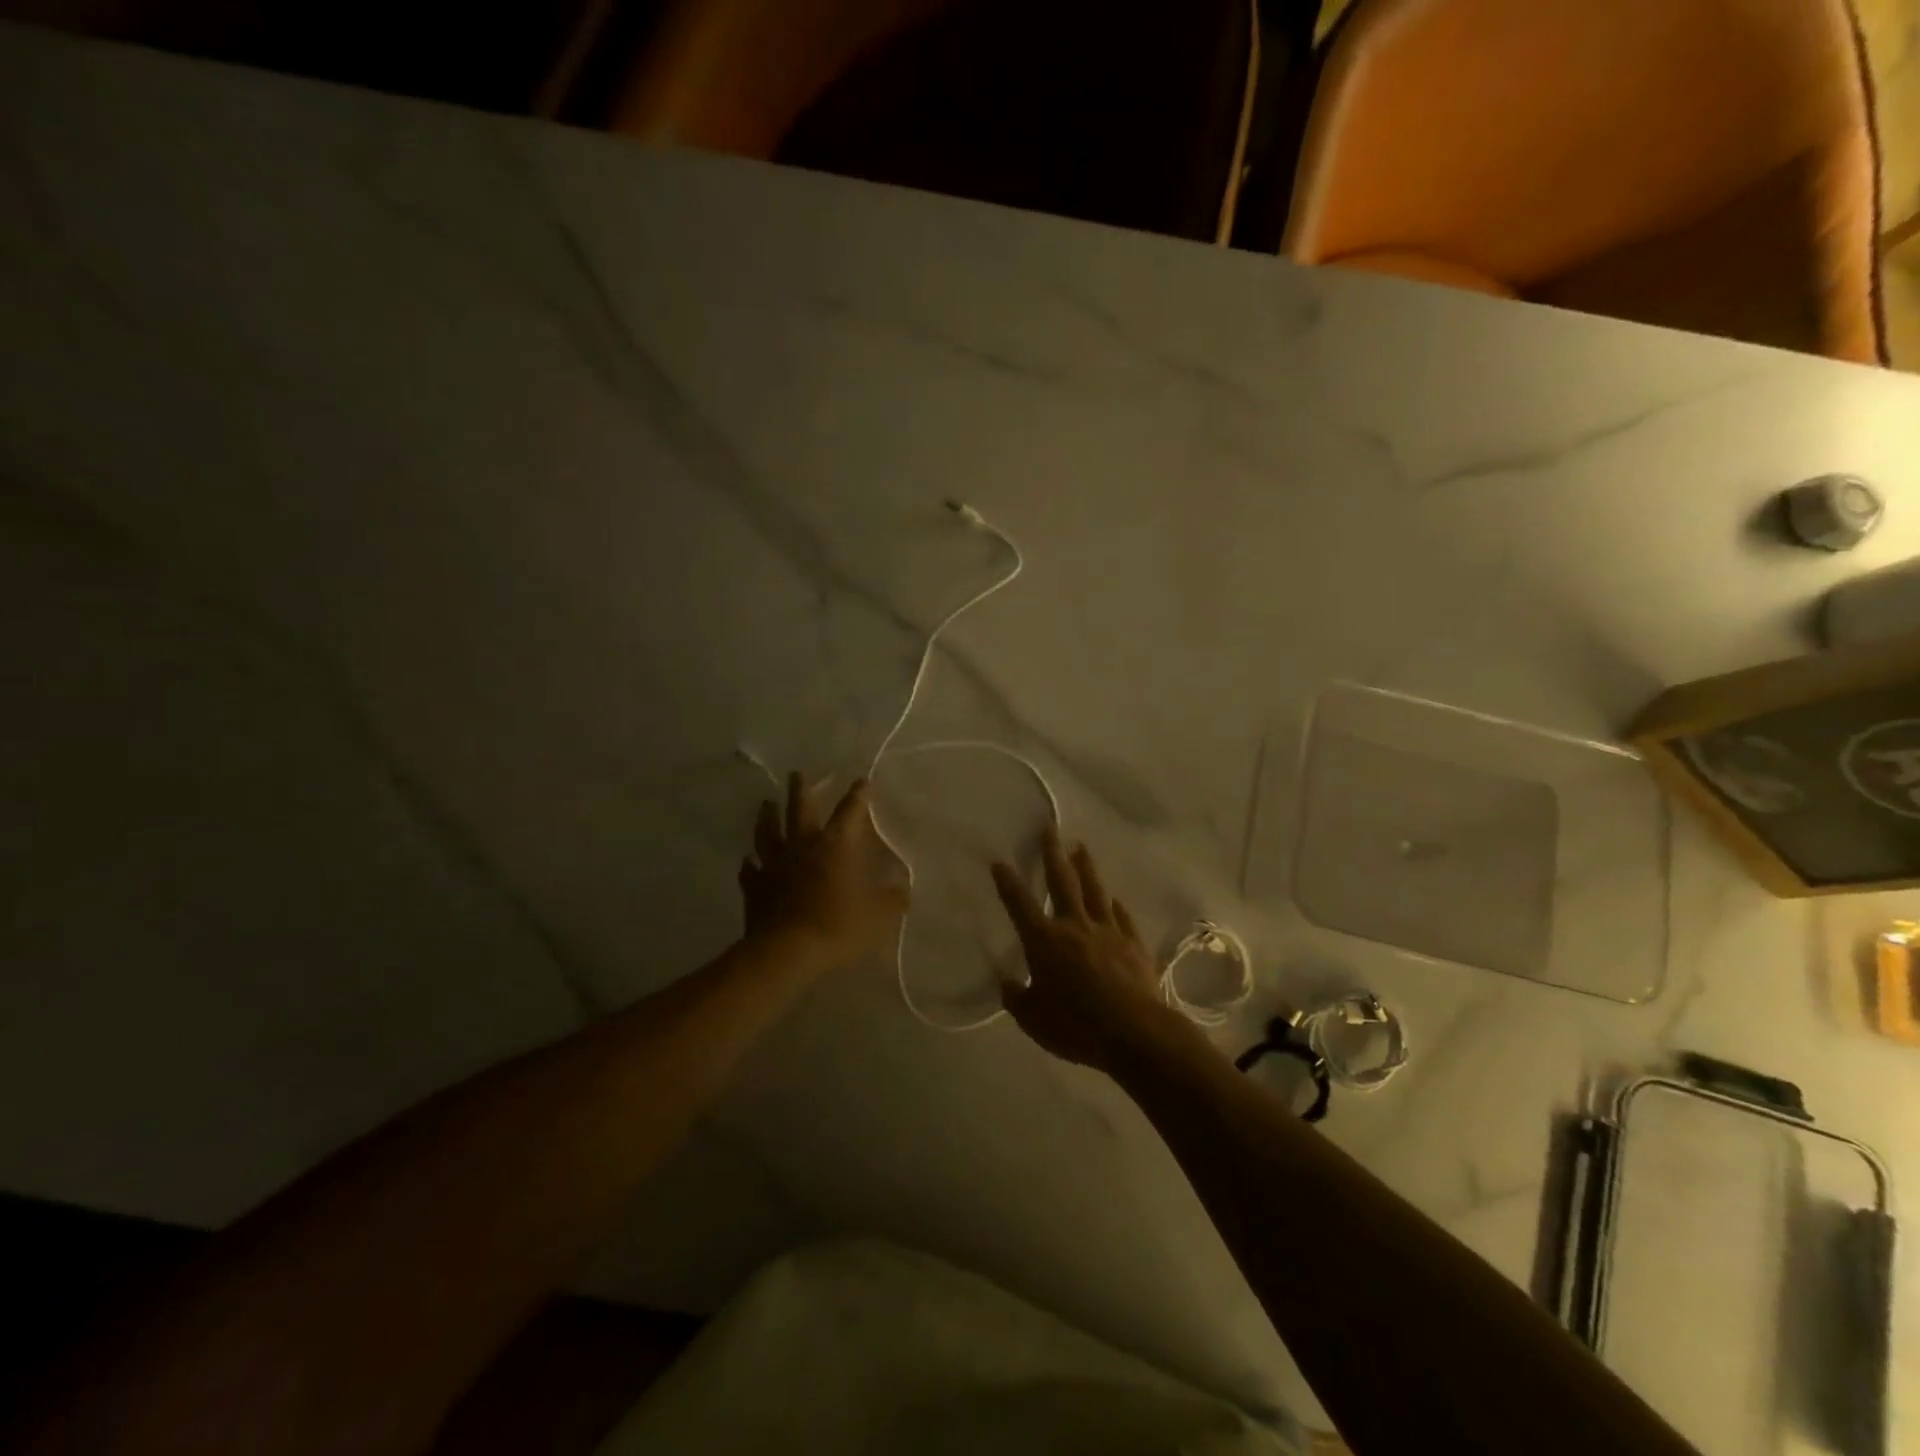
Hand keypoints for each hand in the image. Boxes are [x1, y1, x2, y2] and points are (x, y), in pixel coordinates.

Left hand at [739, 773, 907, 967]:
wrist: (787, 952)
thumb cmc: (837, 926)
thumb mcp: (878, 915)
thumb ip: (892, 899)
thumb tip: (905, 890)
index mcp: (836, 846)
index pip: (849, 811)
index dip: (857, 795)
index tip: (861, 781)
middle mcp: (803, 846)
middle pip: (799, 809)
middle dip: (801, 789)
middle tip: (797, 773)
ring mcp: (774, 865)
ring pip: (768, 832)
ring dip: (767, 816)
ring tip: (766, 803)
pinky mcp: (755, 887)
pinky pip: (750, 871)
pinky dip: (749, 864)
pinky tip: (747, 861)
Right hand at [991, 830, 1190, 1072]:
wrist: (1134, 1032)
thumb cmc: (1076, 1026)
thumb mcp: (1034, 1020)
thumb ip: (1018, 999)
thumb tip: (1009, 984)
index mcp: (1045, 941)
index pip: (1020, 905)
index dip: (1008, 883)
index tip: (999, 861)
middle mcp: (1074, 926)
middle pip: (1062, 882)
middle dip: (1052, 854)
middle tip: (1049, 829)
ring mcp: (1107, 931)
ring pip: (1094, 891)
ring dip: (1086, 867)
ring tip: (1080, 847)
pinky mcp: (1133, 944)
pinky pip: (1122, 916)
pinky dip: (1115, 905)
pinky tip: (1113, 898)